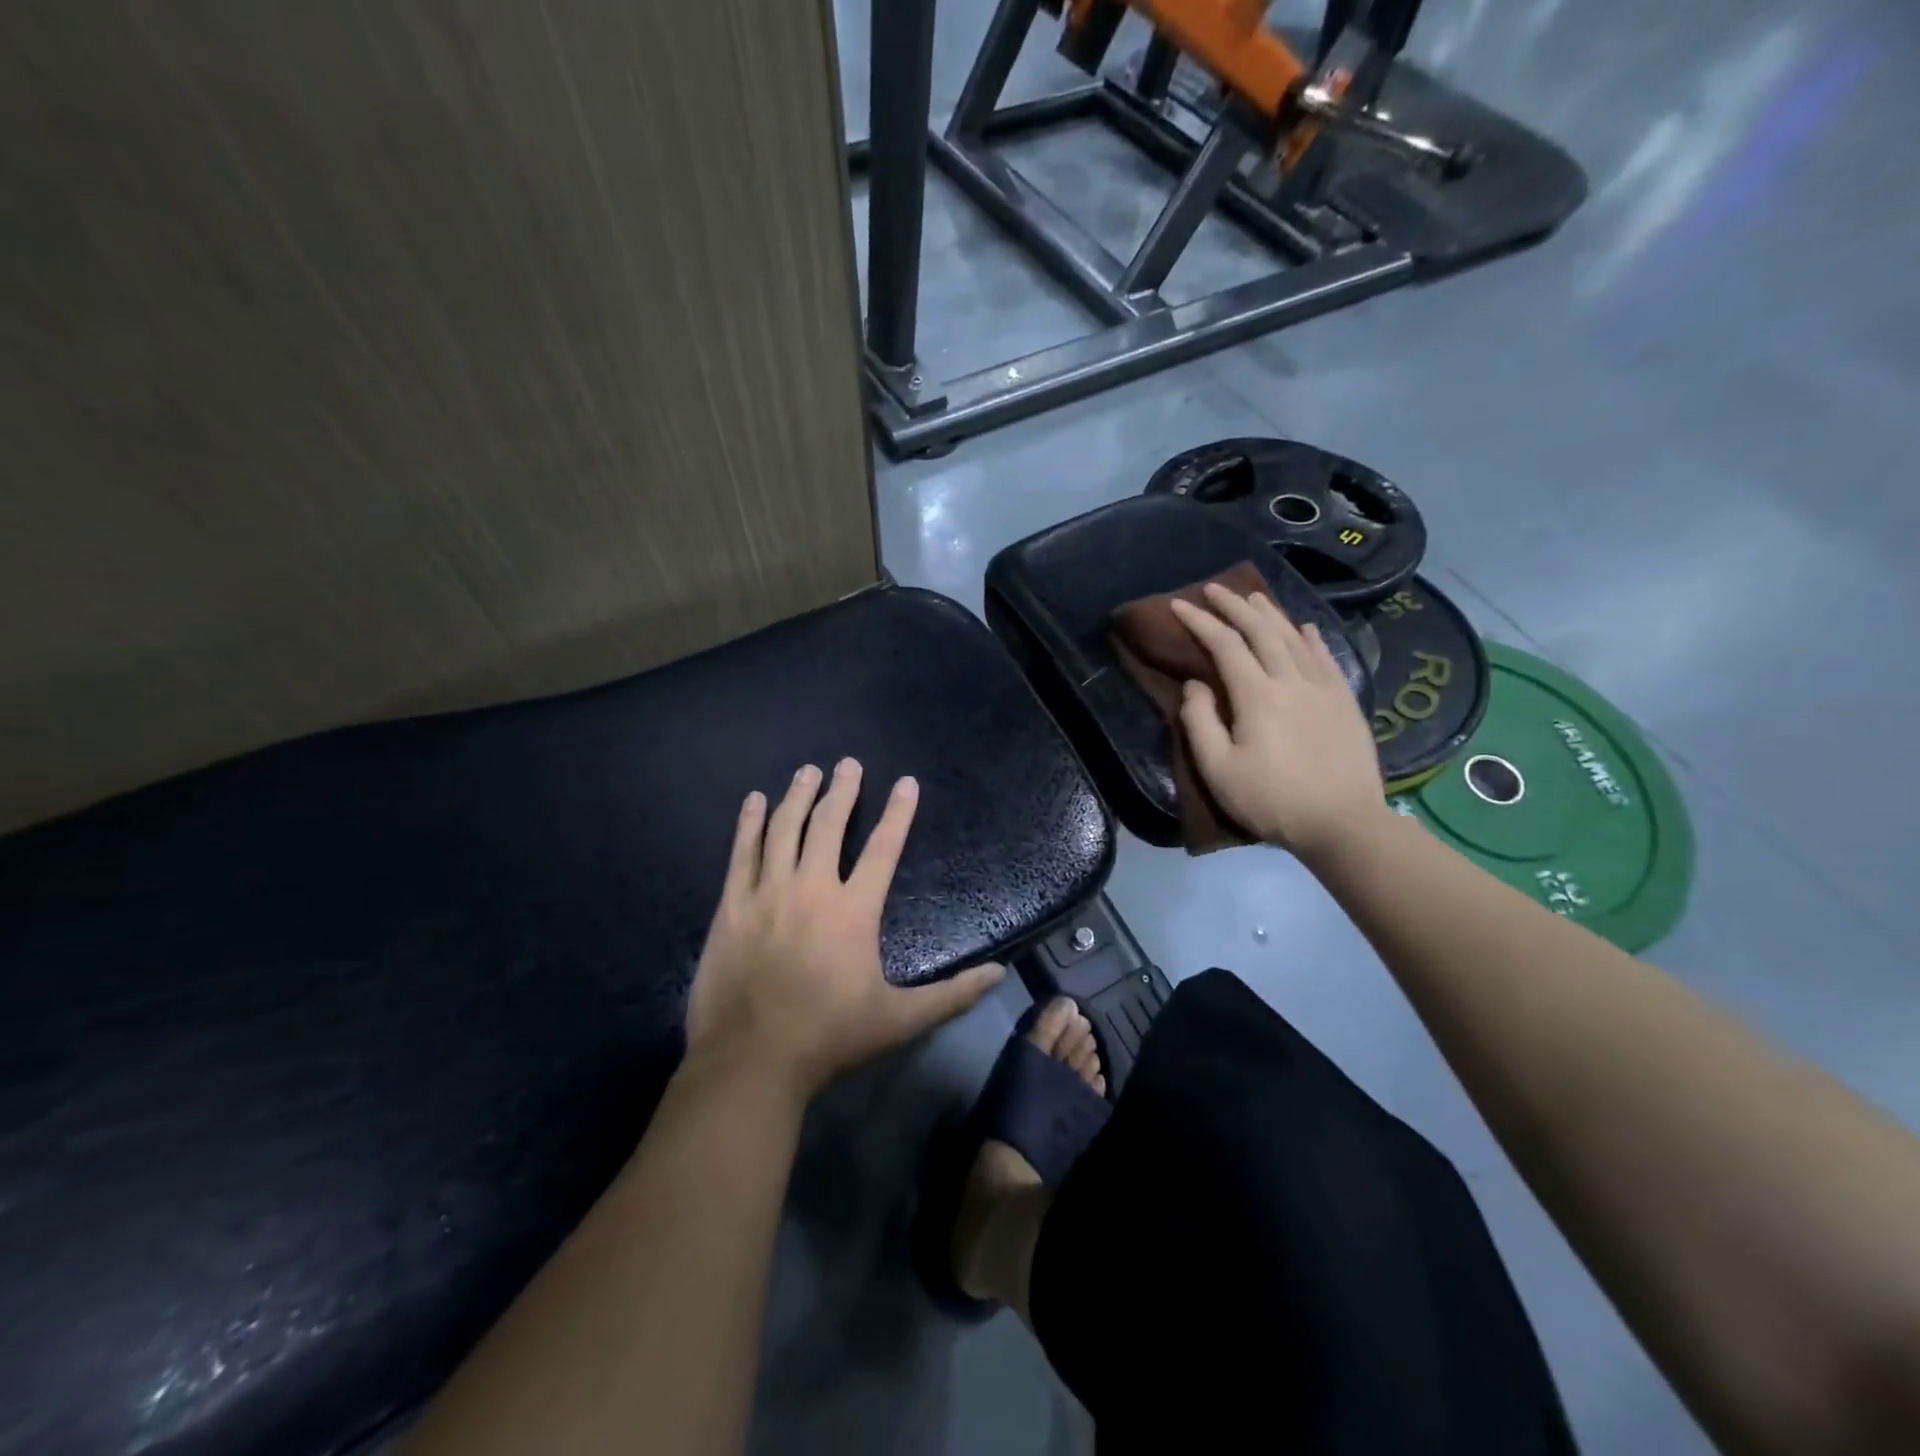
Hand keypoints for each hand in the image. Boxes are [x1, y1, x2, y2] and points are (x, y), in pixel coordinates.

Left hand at [685, 759, 1005, 1098]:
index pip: (883, 848)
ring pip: (783, 829)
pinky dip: (749, 824)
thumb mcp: (900, 1020)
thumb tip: (999, 974)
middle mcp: (811, 888)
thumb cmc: (829, 1037)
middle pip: (828, 825)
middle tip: (847, 764)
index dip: (897, 813)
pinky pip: (741, 853)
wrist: (750, 1061)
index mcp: (853, 910)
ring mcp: (766, 893)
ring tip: (807, 771)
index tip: (906, 782)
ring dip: (797, 796)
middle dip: (842, 791)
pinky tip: (754, 801)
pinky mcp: (731, 906)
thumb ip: (952, 995)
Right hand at [1170, 585, 1392, 866]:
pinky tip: (1304, 627)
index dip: (1200, 622)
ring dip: (1270, 613)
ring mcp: (1324, 687)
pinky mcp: (1345, 701)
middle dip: (1234, 605)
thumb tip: (1196, 684)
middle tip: (1213, 589)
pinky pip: (1325, 656)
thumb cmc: (1271, 800)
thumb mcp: (1218, 770)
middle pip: (1261, 630)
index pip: (1224, 645)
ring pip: (1294, 637)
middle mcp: (1291, 680)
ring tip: (1252, 596)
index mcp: (1257, 696)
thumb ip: (1200, 722)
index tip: (1178, 606)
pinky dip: (1310, 636)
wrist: (1343, 823)